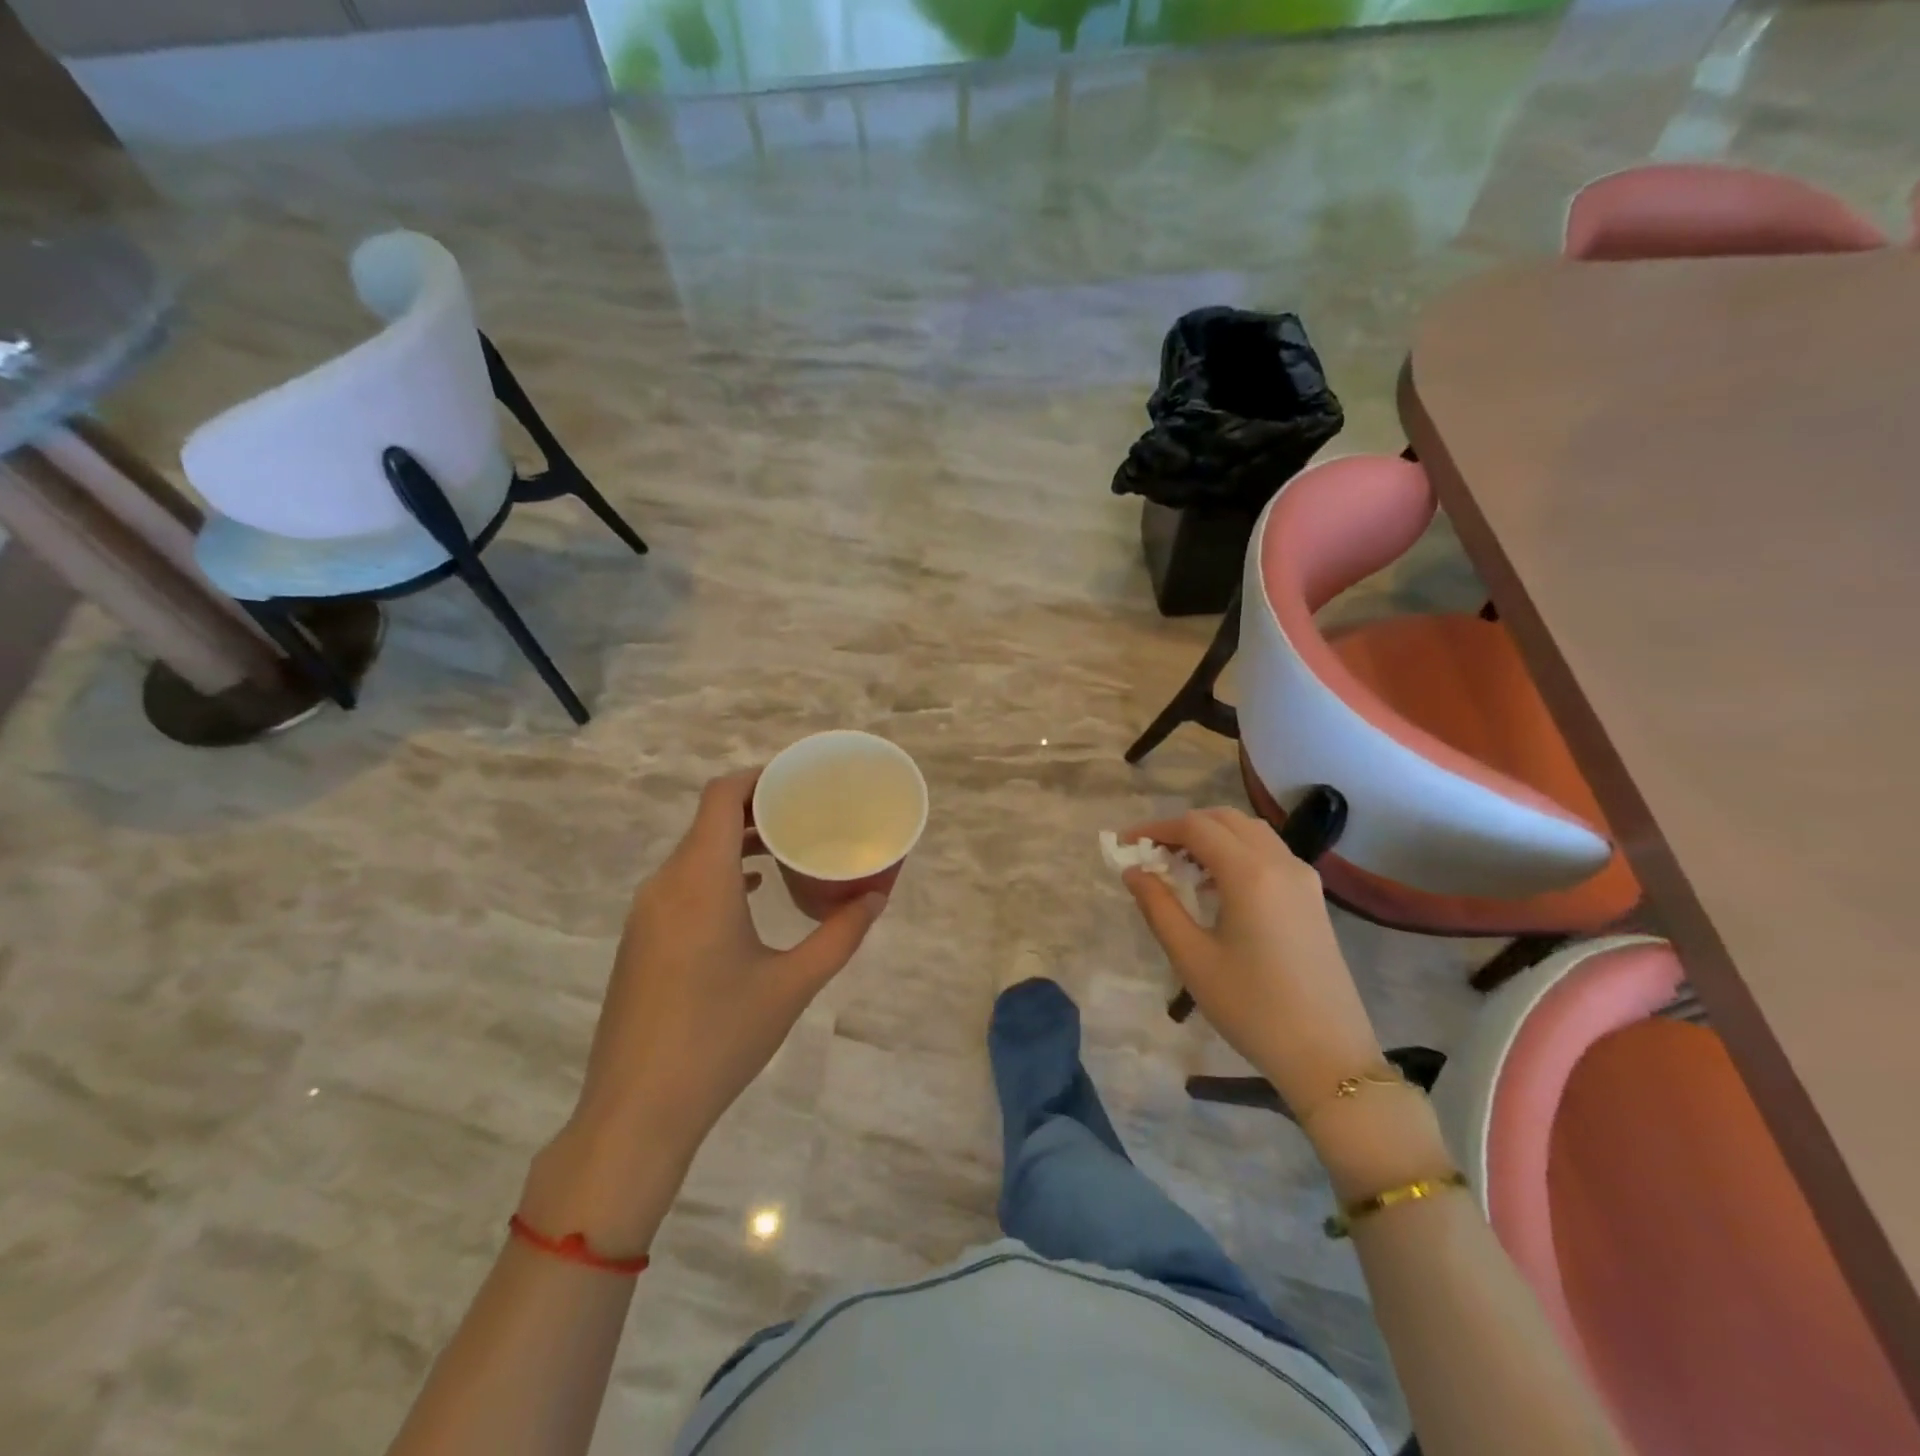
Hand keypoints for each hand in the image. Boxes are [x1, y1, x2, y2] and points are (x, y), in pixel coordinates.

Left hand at [531, 772, 886, 1245]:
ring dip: (737, 842)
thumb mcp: (792, 984)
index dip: (759, 777)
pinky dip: (718, 872)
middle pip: (707, 820)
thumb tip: (876, 897)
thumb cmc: (720, 1038)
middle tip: (807, 813)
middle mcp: (665, 884)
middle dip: (757, 808)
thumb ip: (840, 935)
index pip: (720, 796)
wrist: (636, 1110)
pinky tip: (752, 894)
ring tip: (787, 849)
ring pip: (693, 852)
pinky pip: (682, 882)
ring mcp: (646, 913)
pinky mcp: (640, 940)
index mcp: (700, 880)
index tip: (799, 780)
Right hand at [1122, 807, 1383, 1121]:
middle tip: (1152, 854)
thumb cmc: (1252, 1008)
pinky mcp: (1313, 897)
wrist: (1328, 1056)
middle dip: (1184, 827)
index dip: (1156, 829)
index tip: (1126, 845)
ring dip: (1213, 837)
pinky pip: (1269, 853)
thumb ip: (1158, 906)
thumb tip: (1133, 871)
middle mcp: (1280, 863)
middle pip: (1225, 820)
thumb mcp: (1192, 959)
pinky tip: (1217, 886)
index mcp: (1250, 874)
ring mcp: (1303, 878)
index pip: (1195, 827)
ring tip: (1181, 867)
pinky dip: (1237, 852)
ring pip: (1251, 832)